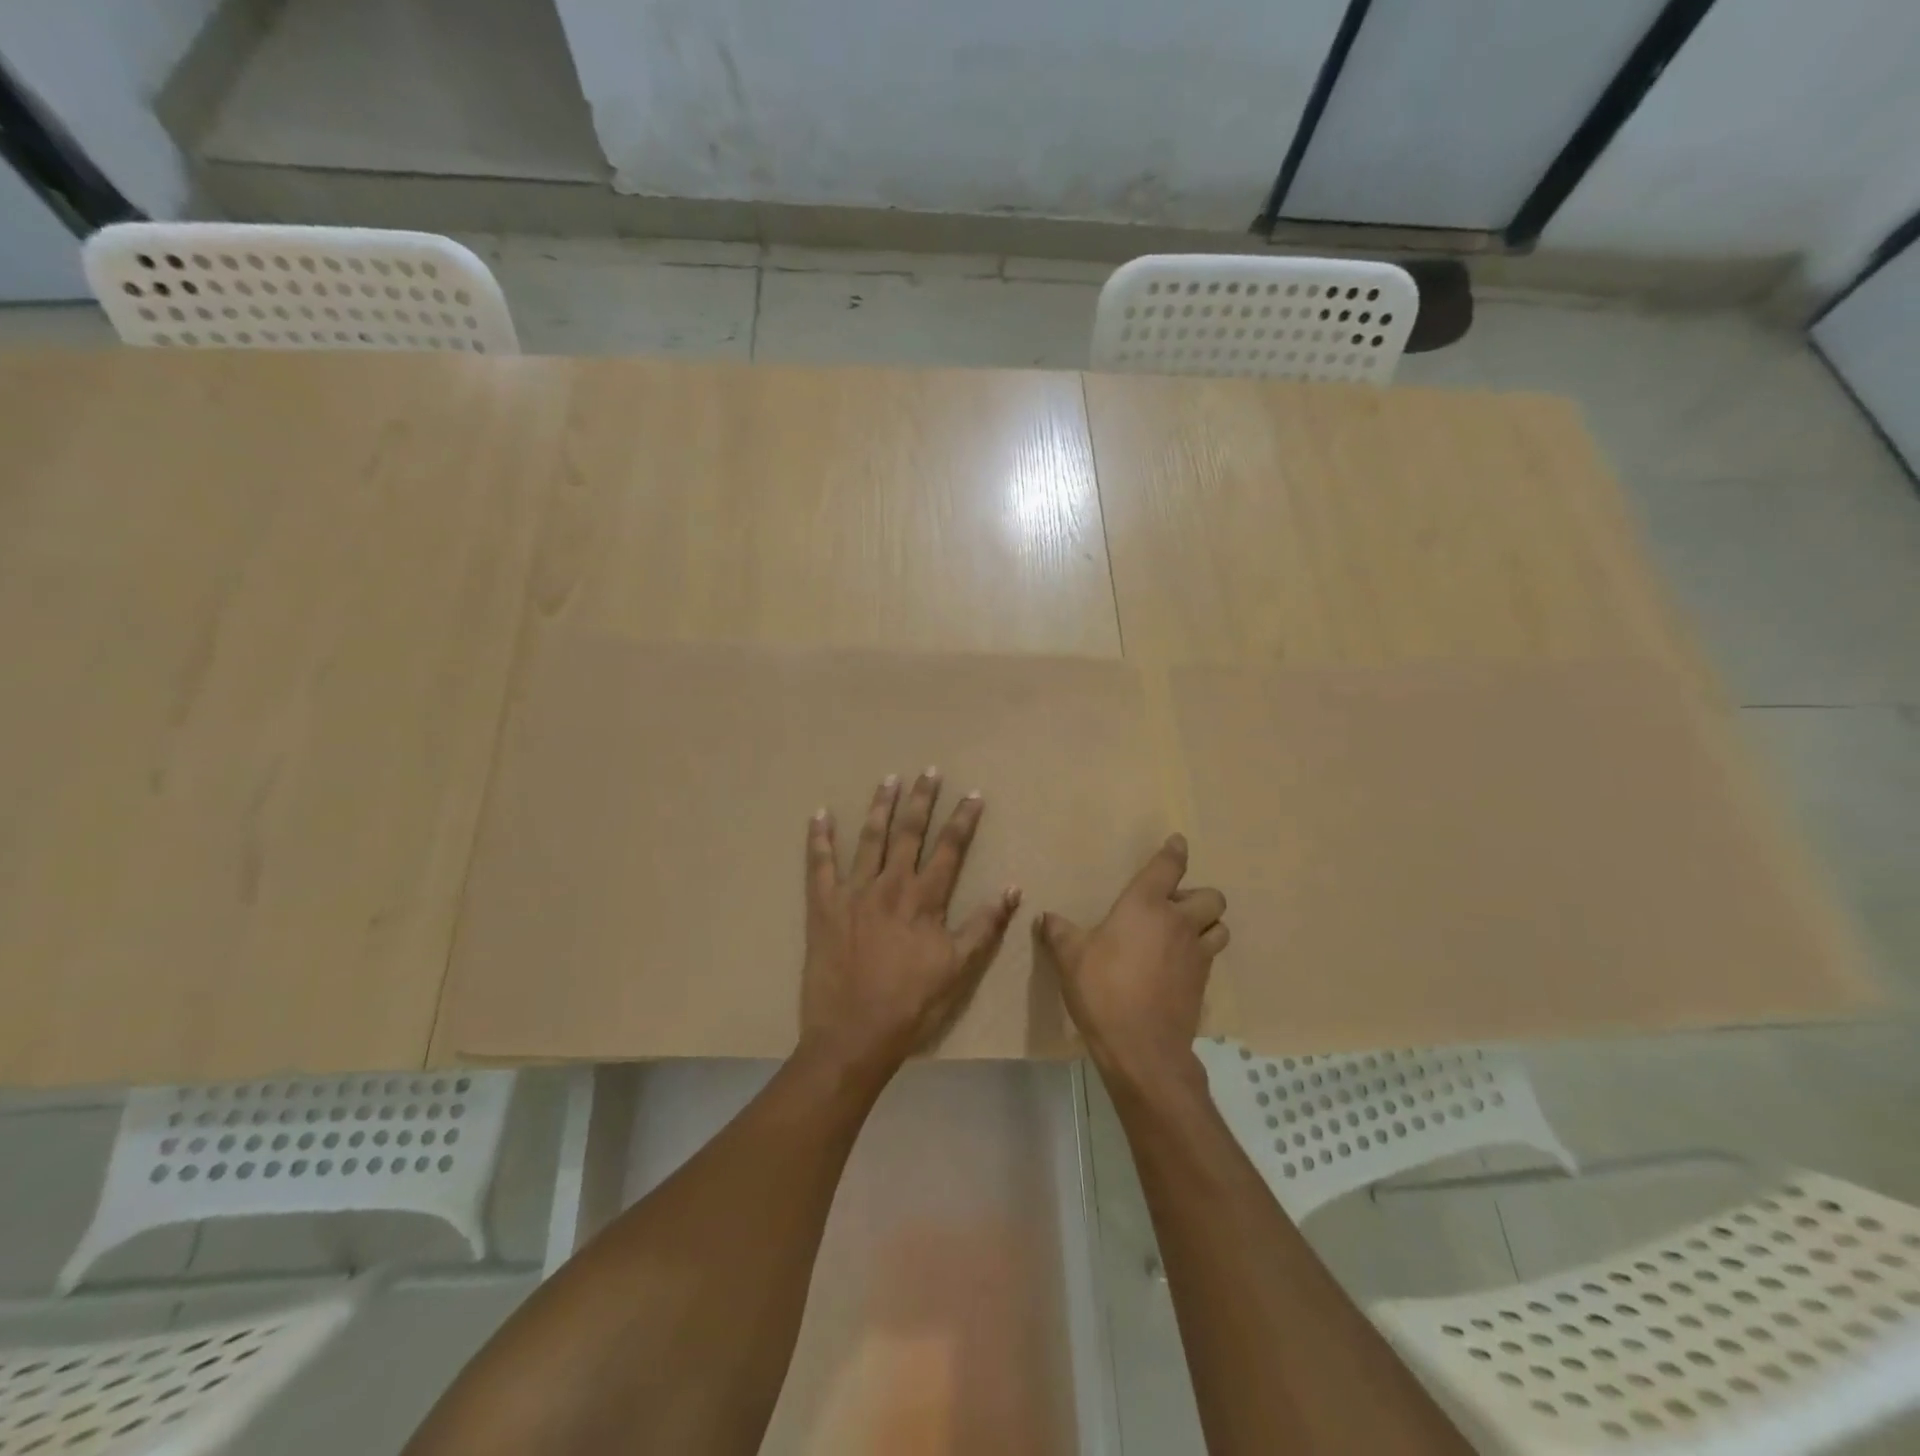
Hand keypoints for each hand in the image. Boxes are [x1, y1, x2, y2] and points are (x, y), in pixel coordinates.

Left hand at [800, 770, 1020, 1080]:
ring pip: (869, 839)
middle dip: (921, 800)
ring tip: (888, 779)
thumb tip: (1012, 889)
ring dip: (880, 807)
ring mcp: (853, 893)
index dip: (963, 820)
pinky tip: (820, 815)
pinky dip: (819, 839)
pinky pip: (819, 866)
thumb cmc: (911, 1005)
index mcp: (924, 900)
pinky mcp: (823, 907)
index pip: (950, 849)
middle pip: (908, 833)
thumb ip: (984, 926)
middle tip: (929, 771)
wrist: (853, 1035)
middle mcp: (889, 886)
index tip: (972, 795)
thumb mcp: (958, 969)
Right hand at [1039, 834, 1227, 1093]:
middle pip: (1210, 897)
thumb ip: (1059, 933)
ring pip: (1219, 926)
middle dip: (1198, 896)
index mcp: (1145, 905)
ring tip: (1184, 934)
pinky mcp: (1203, 983)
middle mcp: (1177, 922)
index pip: (1168, 867)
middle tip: (1173, 907)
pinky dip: (1201, 953)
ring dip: (1207, 924)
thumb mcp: (1070, 958)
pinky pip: (1211, 956)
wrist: (1141, 1047)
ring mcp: (1196, 954)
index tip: (1178, 843)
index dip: (1175, 852)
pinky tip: (1179, 966)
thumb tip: (1046, 917)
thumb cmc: (1103, 990)